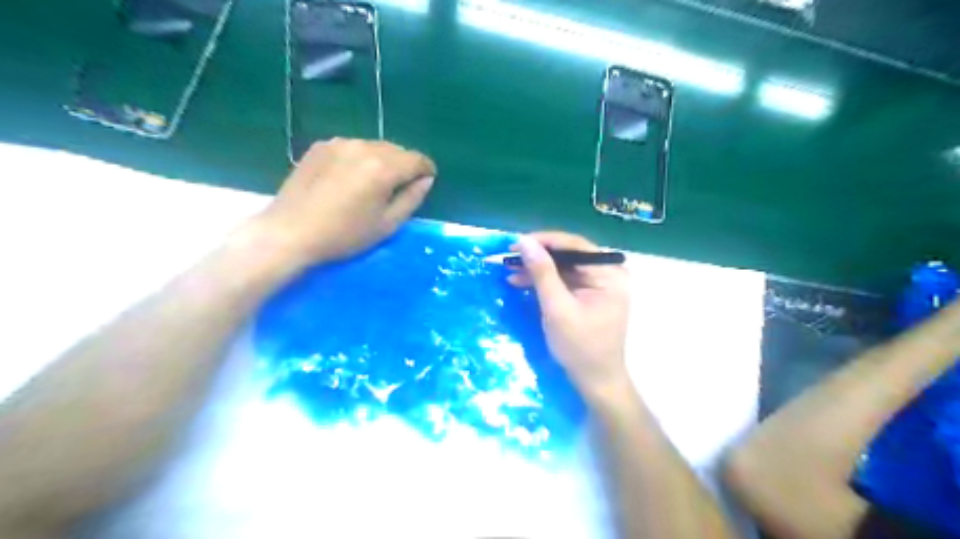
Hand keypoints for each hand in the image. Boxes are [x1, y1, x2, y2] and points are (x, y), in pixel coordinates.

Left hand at [251, 139, 438, 264]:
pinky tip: (350, 178)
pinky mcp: (321, 146)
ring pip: (375, 146)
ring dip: (383, 160)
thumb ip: (412, 198)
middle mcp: (363, 147)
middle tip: (400, 187)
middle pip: (397, 150)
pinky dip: (360, 158)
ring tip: (374, 184)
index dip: (426, 170)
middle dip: (405, 165)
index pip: (417, 159)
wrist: (291, 231)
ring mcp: (340, 143)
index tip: (426, 182)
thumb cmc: (344, 234)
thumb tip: (426, 179)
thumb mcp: (387, 224)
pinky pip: (353, 147)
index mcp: (383, 167)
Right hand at [504, 232, 635, 399]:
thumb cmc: (580, 347)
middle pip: (569, 254)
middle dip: (538, 256)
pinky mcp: (588, 295)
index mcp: (609, 274)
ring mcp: (598, 285)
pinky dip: (543, 281)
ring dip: (537, 269)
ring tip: (510, 270)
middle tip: (510, 257)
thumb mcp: (557, 308)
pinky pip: (564, 280)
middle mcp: (608, 274)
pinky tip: (521, 281)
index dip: (544, 241)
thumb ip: (542, 273)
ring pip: (563, 267)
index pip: (575, 246)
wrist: (595, 381)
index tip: (516, 242)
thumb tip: (524, 241)